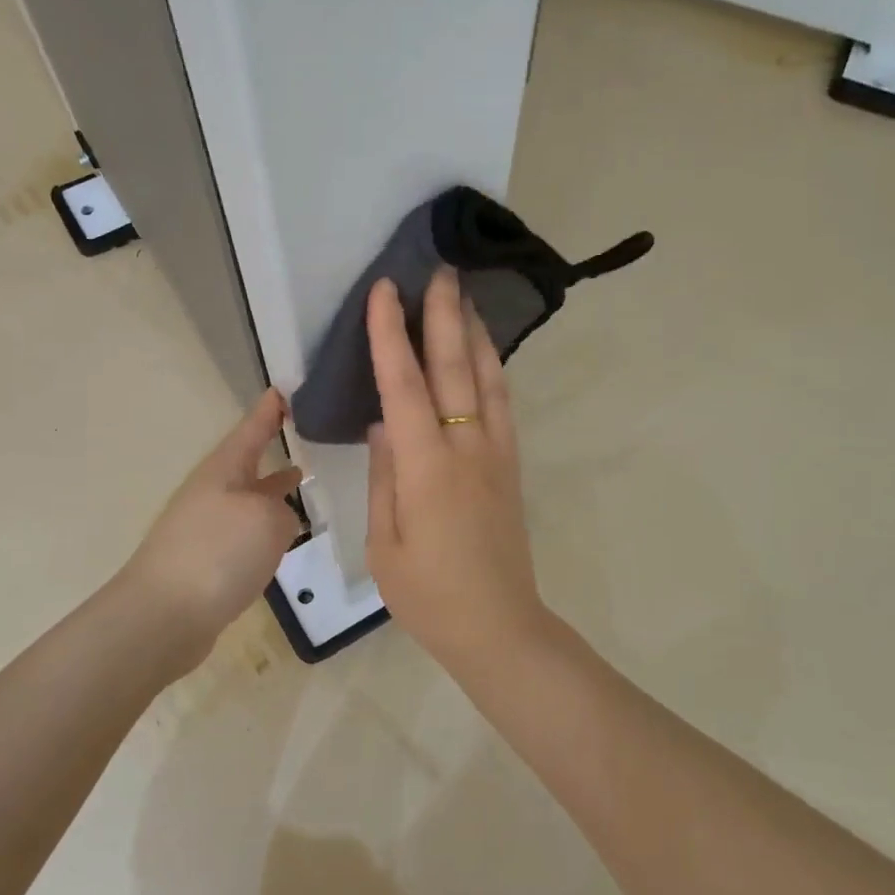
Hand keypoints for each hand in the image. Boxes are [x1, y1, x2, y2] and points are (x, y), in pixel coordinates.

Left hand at [122, 389, 303, 660]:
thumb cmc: (218, 553)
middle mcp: (213, 493)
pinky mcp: (207, 562)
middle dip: (271, 447)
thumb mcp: (267, 520)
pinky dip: (266, 526)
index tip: (283, 389)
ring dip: (272, 488)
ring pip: (248, 498)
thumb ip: (282, 510)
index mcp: (223, 471)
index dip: (269, 411)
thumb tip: (278, 519)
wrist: (164, 617)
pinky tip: (283, 537)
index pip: (251, 430)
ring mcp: (207, 528)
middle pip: (247, 462)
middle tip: (301, 430)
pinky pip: (245, 532)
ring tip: (302, 479)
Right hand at [365, 269, 551, 664]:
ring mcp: (496, 454)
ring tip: (465, 295)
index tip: (386, 290)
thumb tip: (383, 422)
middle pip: (455, 367)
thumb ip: (386, 475)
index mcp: (426, 468)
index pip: (404, 386)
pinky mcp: (511, 466)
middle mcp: (466, 448)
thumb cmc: (428, 595)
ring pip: (487, 378)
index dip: (392, 335)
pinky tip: (485, 353)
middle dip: (444, 314)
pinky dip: (493, 369)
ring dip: (475, 332)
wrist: (498, 626)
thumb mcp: (385, 542)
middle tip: (439, 268)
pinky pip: (501, 404)